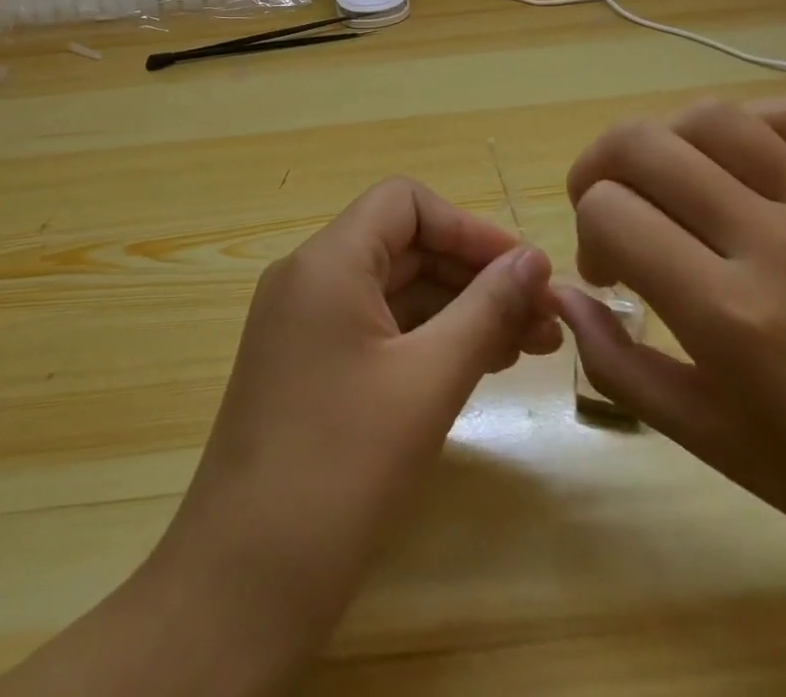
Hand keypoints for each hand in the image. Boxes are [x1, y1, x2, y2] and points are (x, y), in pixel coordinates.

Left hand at [147, 178, 558, 684]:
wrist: (243, 583)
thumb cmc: (342, 468)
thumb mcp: (428, 382)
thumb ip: (486, 310)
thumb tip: (534, 259)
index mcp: (327, 262)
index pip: (404, 203)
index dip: (468, 228)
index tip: (524, 271)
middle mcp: (308, 278)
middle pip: (403, 246)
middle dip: (474, 274)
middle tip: (542, 319)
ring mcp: (303, 323)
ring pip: (393, 290)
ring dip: (458, 309)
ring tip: (526, 347)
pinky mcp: (306, 365)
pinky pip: (375, 328)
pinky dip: (425, 338)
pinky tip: (475, 366)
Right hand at [556, 96, 785, 611]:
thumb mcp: (719, 447)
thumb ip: (623, 368)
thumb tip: (566, 297)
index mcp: (730, 317)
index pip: (610, 214)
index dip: (588, 233)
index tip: (609, 273)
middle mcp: (773, 243)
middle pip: (641, 145)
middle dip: (598, 169)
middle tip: (610, 210)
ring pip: (711, 117)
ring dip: (663, 139)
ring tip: (668, 180)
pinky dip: (749, 123)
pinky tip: (742, 161)